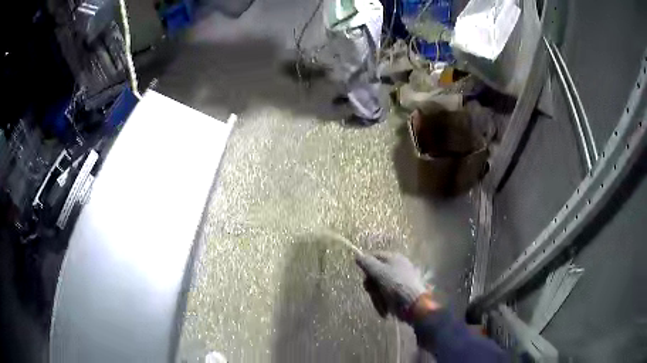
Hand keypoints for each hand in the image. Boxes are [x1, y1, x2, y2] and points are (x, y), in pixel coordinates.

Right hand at [355, 252, 429, 320]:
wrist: (414, 304)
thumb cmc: (396, 286)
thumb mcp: (379, 272)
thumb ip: (367, 263)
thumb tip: (357, 255)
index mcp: (394, 258)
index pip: (375, 256)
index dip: (366, 265)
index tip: (363, 276)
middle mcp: (398, 267)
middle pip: (376, 273)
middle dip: (371, 285)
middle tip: (371, 291)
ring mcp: (400, 281)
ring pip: (379, 286)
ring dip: (377, 296)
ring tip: (381, 303)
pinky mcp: (400, 293)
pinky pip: (386, 295)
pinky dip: (384, 302)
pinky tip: (385, 308)